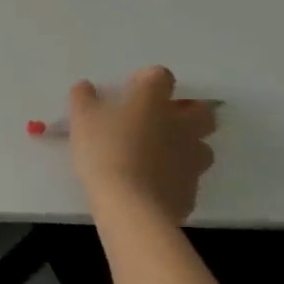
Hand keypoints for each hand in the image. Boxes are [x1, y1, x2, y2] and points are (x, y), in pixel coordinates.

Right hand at [67, 67, 215, 224]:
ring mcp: (191, 160)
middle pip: (201, 112)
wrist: (131, 207)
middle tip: (161, 120)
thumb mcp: (81, 118)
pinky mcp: (191, 191)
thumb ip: (83, 97)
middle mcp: (180, 125)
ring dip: (187, 146)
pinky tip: (154, 185)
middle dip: (187, 112)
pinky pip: (189, 178)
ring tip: (160, 155)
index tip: (132, 90)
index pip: (162, 76)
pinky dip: (176, 178)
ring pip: (202, 147)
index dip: (148, 80)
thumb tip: (86, 87)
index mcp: (153, 101)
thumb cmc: (105, 151)